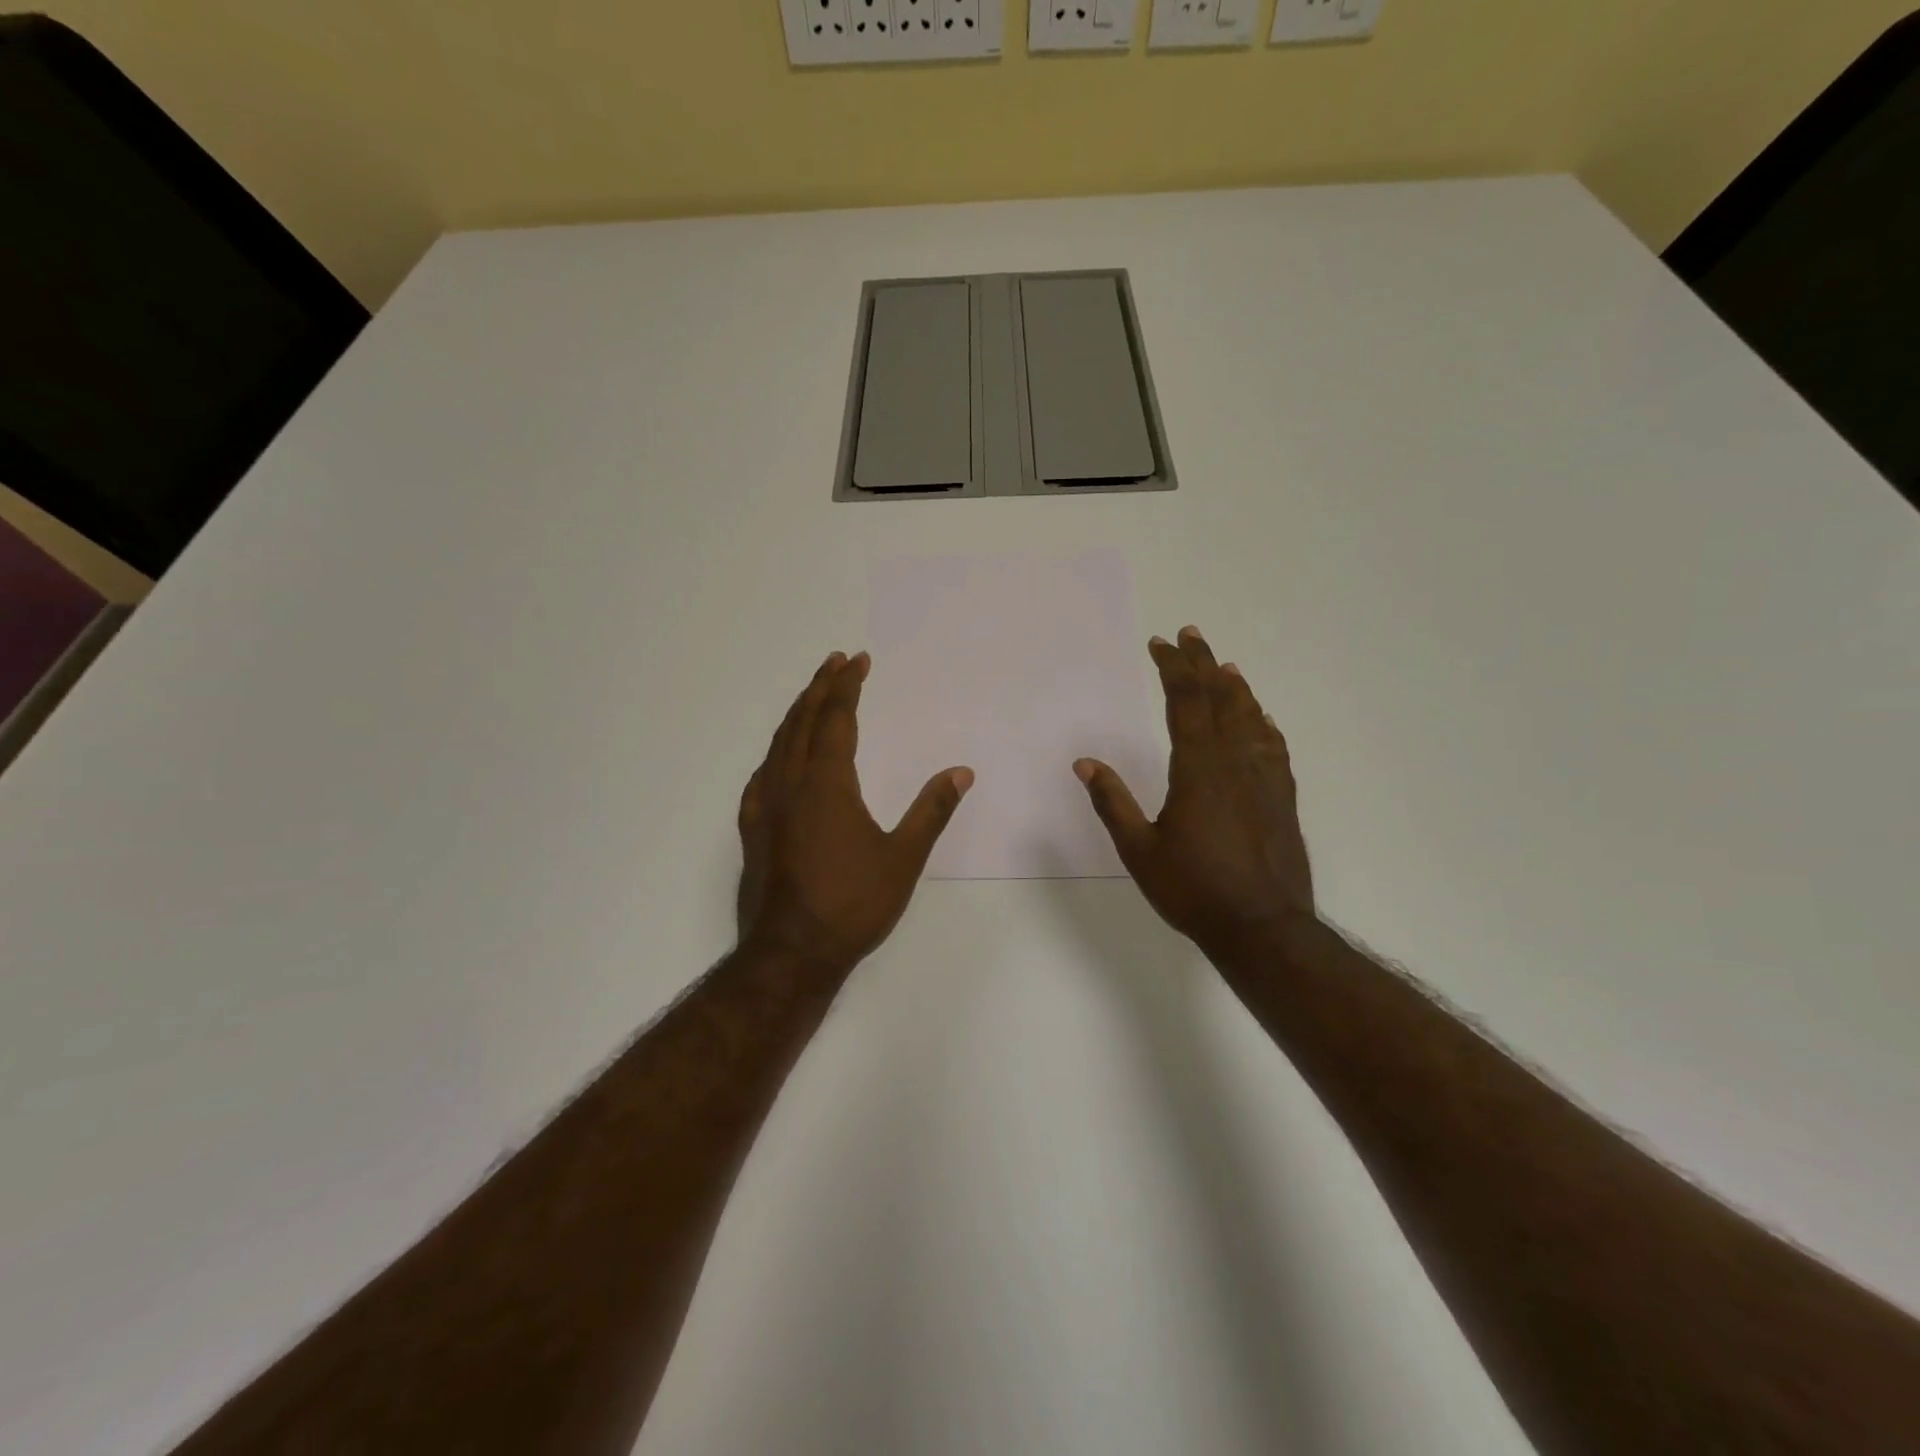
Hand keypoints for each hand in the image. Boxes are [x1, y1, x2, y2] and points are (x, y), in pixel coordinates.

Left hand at [737, 651, 972, 976]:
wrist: (790, 954)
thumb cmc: (851, 905)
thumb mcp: (902, 859)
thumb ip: (931, 811)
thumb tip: (962, 772)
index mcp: (827, 784)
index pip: (837, 719)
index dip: (847, 686)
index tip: (858, 661)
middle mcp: (790, 784)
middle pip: (803, 721)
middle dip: (820, 688)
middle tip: (835, 662)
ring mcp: (766, 807)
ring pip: (778, 744)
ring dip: (797, 714)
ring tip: (812, 697)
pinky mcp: (753, 830)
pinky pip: (762, 775)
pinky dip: (776, 752)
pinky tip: (779, 760)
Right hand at [1074, 626, 1313, 955]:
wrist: (1262, 927)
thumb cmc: (1193, 889)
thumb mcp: (1140, 849)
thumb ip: (1113, 802)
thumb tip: (1085, 763)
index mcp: (1198, 768)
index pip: (1185, 702)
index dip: (1173, 668)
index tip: (1161, 644)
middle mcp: (1234, 762)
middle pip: (1220, 699)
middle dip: (1203, 664)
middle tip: (1191, 635)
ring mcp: (1264, 778)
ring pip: (1251, 718)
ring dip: (1235, 688)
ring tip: (1225, 667)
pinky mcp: (1282, 798)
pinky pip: (1273, 746)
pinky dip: (1263, 724)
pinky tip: (1261, 719)